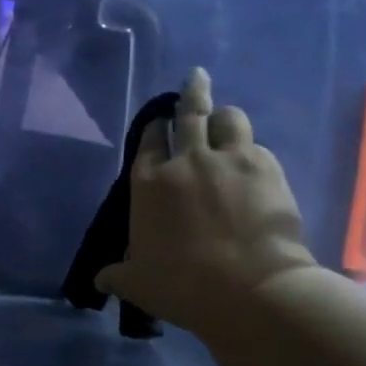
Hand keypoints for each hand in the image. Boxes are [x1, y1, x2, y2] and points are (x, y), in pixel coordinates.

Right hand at [93, 68, 316, 337]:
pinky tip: (253, 161)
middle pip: (189, 114)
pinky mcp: (267, 168)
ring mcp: (228, 160)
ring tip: (226, 118)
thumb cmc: (181, 284)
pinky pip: (257, 146)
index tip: (157, 122)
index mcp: (148, 184)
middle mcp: (186, 161)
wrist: (247, 289)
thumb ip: (116, 276)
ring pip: (229, 118)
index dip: (153, 129)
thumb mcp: (137, 283)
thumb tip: (98, 281)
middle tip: (196, 77)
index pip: (148, 142)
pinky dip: (252, 149)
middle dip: (191, 92)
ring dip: (225, 116)